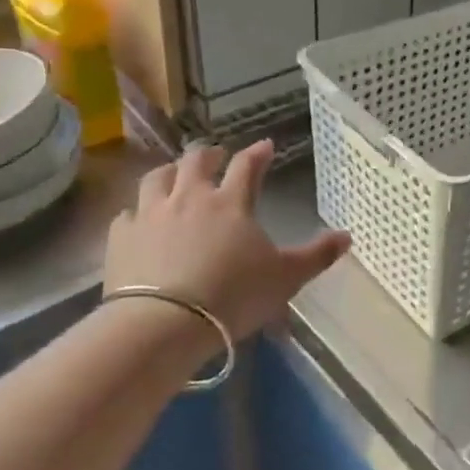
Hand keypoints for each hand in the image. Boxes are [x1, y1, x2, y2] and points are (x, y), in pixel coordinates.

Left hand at [104, 140, 349, 345]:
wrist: (164, 323)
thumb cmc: (233, 296)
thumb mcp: (286, 279)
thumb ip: (316, 256)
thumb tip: (348, 236)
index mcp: (230, 202)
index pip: (248, 165)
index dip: (258, 153)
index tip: (265, 145)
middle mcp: (189, 197)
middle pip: (196, 161)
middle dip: (209, 154)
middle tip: (216, 156)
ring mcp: (151, 214)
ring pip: (157, 178)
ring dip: (169, 172)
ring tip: (174, 175)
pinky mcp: (121, 237)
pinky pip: (127, 214)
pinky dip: (136, 212)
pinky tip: (138, 220)